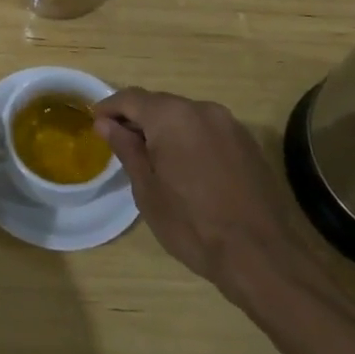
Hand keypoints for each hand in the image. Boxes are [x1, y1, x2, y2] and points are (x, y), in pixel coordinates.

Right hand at [94, 89, 320, 305]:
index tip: (94, 124)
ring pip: (185, 116)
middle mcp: (202, 109)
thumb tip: (106, 124)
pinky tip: (185, 167)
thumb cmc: (192, 224)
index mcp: (172, 116)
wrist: (260, 254)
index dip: (109, 108)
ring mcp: (230, 124)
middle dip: (137, 119)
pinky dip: (189, 140)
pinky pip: (207, 130)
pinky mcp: (248, 143)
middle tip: (120, 144)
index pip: (131, 98)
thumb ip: (126, 149)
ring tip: (151, 158)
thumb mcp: (147, 189)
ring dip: (165, 130)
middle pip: (160, 104)